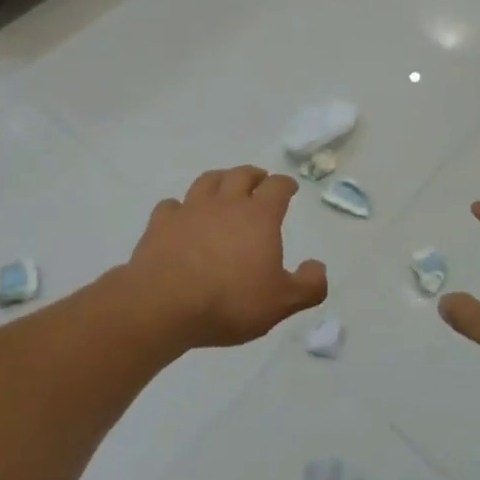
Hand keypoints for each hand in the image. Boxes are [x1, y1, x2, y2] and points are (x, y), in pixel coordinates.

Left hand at [124, 167, 326, 349]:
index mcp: (259, 216)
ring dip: (219, 180)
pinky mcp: (161, 224)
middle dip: (254, 175)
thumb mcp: (281, 302)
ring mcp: (190, 209)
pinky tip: (181, 215)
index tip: (289, 188)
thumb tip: (318, 267)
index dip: (285, 185)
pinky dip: (180, 207)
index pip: (277, 187)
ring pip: (207, 181)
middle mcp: (226, 203)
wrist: (165, 304)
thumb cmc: (230, 301)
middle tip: (259, 180)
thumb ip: (308, 286)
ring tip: (223, 186)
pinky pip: (172, 205)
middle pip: (242, 175)